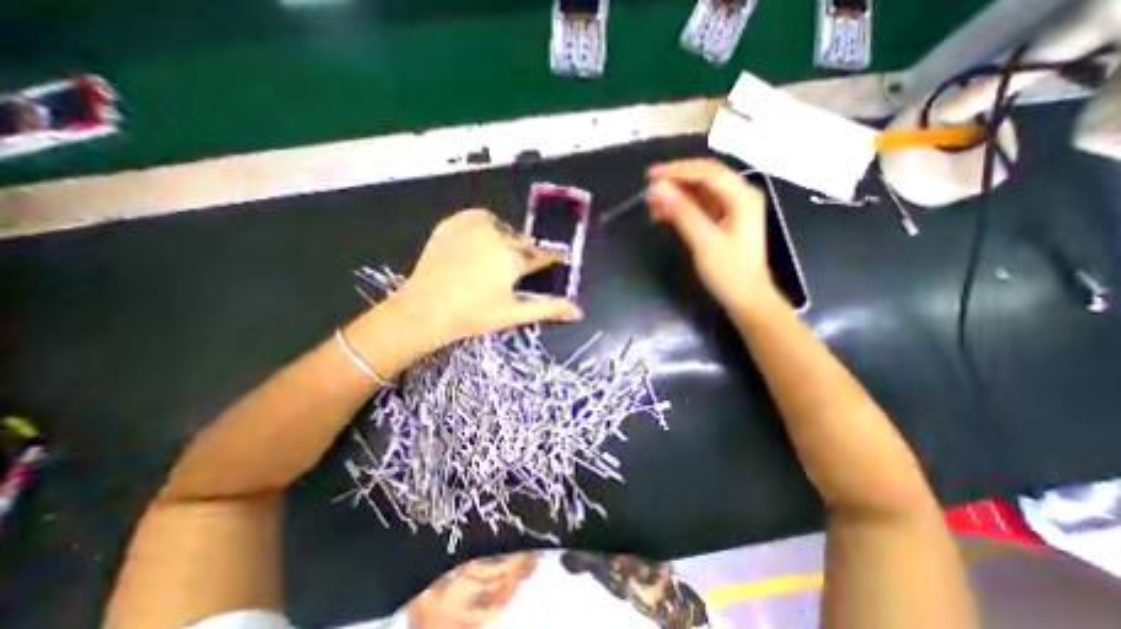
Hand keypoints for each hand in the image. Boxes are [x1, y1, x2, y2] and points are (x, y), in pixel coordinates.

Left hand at [388, 209, 581, 350]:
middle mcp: (496, 235)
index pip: (540, 255)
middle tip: (511, 273)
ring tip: (493, 260)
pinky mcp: (452, 223)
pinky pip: (478, 217)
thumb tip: (579, 311)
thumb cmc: (473, 316)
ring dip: (504, 240)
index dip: (546, 261)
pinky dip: (484, 226)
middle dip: (522, 254)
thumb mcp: (514, 314)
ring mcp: (472, 226)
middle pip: (521, 241)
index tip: (549, 264)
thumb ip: (549, 308)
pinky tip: (479, 242)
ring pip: (502, 228)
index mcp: (513, 257)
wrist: (423, 310)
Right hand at [643, 158, 780, 313]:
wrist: (746, 298)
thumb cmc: (729, 272)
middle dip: (676, 180)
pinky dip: (681, 208)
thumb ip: (682, 212)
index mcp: (742, 197)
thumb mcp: (704, 242)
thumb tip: (658, 189)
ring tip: (652, 205)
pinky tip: (664, 214)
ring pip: (700, 192)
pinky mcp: (723, 221)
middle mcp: (739, 196)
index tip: (651, 176)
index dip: (677, 171)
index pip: (707, 172)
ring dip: (676, 195)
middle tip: (649, 188)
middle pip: (705, 177)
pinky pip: (700, 206)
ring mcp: (732, 208)